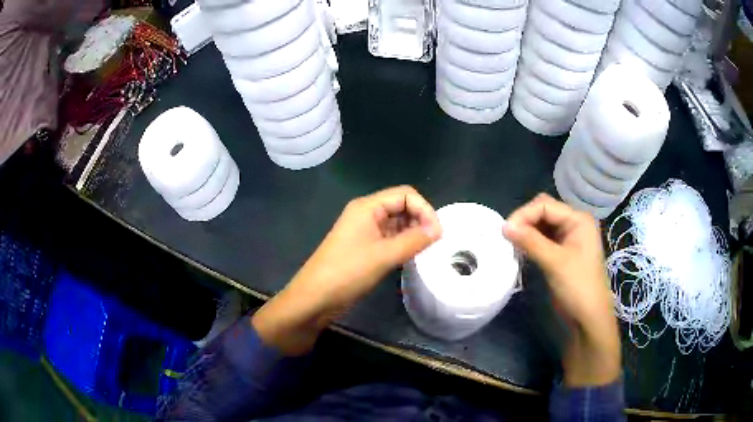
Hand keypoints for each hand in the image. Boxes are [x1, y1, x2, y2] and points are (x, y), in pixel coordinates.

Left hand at [252, 186, 441, 354]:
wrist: (315, 297)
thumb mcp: (384, 255)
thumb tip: (438, 230)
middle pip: (401, 206)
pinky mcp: (364, 247)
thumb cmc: (347, 272)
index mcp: (367, 207)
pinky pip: (389, 237)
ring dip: (413, 232)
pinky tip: (412, 255)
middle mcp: (366, 213)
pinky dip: (403, 243)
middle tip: (434, 242)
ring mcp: (364, 230)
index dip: (425, 209)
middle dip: (420, 220)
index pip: (405, 194)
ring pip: (396, 223)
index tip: (438, 233)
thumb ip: (414, 240)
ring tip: (426, 250)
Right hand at [503, 194, 619, 386]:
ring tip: (511, 244)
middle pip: (543, 212)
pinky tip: (521, 251)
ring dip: (526, 232)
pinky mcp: (562, 253)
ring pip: (541, 226)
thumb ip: (531, 241)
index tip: (505, 231)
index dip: (524, 214)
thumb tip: (504, 226)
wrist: (588, 318)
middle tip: (507, 237)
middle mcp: (574, 224)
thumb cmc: (578, 287)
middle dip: (524, 221)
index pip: (545, 205)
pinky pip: (543, 239)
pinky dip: (531, 242)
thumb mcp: (555, 262)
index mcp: (578, 219)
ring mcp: (568, 238)